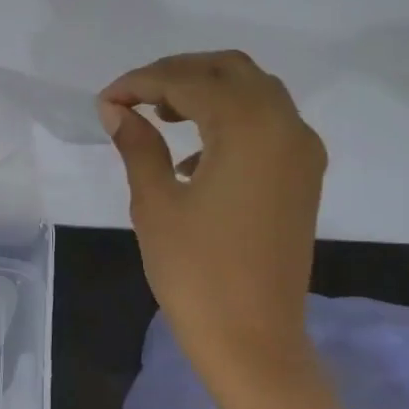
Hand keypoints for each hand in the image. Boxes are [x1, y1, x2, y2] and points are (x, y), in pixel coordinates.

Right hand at [98, 51, 328, 408]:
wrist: (252, 338)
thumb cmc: (195, 272)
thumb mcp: (155, 203)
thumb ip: (138, 145)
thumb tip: (116, 109)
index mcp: (249, 128)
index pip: (189, 81)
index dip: (141, 82)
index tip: (105, 100)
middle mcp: (285, 126)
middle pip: (230, 70)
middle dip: (178, 74)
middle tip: (132, 99)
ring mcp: (301, 151)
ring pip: (253, 92)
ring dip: (206, 92)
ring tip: (158, 117)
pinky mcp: (302, 176)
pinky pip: (268, 123)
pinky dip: (229, 119)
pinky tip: (192, 155)